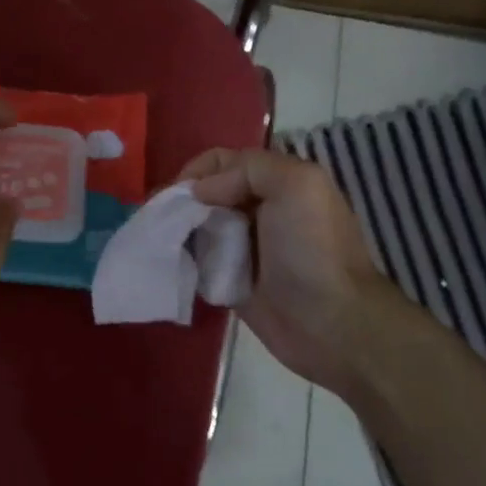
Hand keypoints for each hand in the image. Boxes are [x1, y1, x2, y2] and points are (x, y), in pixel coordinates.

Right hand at [180, 148, 411, 398]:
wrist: (331, 323)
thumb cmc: (312, 250)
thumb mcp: (296, 186)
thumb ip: (248, 170)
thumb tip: (200, 191)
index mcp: (278, 181)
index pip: (224, 161)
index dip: (196, 172)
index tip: (174, 196)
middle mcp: (260, 209)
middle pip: (207, 193)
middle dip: (180, 201)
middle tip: (154, 219)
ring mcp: (245, 246)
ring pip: (199, 226)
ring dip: (177, 230)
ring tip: (155, 241)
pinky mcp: (232, 280)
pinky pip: (199, 261)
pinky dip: (183, 259)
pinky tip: (167, 263)